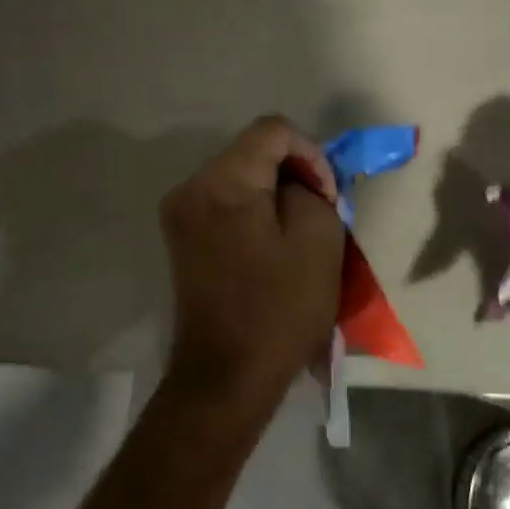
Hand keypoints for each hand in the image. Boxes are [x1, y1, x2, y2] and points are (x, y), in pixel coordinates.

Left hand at [159, 115, 345, 412]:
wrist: (226, 378)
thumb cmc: (279, 310)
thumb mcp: (319, 241)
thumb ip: (313, 189)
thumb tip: (299, 182)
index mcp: (222, 182)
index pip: (273, 130)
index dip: (311, 154)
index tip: (328, 197)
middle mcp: (191, 187)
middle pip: (254, 151)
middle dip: (294, 173)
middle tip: (323, 213)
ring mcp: (180, 213)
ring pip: (241, 176)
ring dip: (277, 193)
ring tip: (302, 231)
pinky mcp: (182, 237)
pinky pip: (226, 202)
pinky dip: (256, 210)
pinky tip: (274, 244)